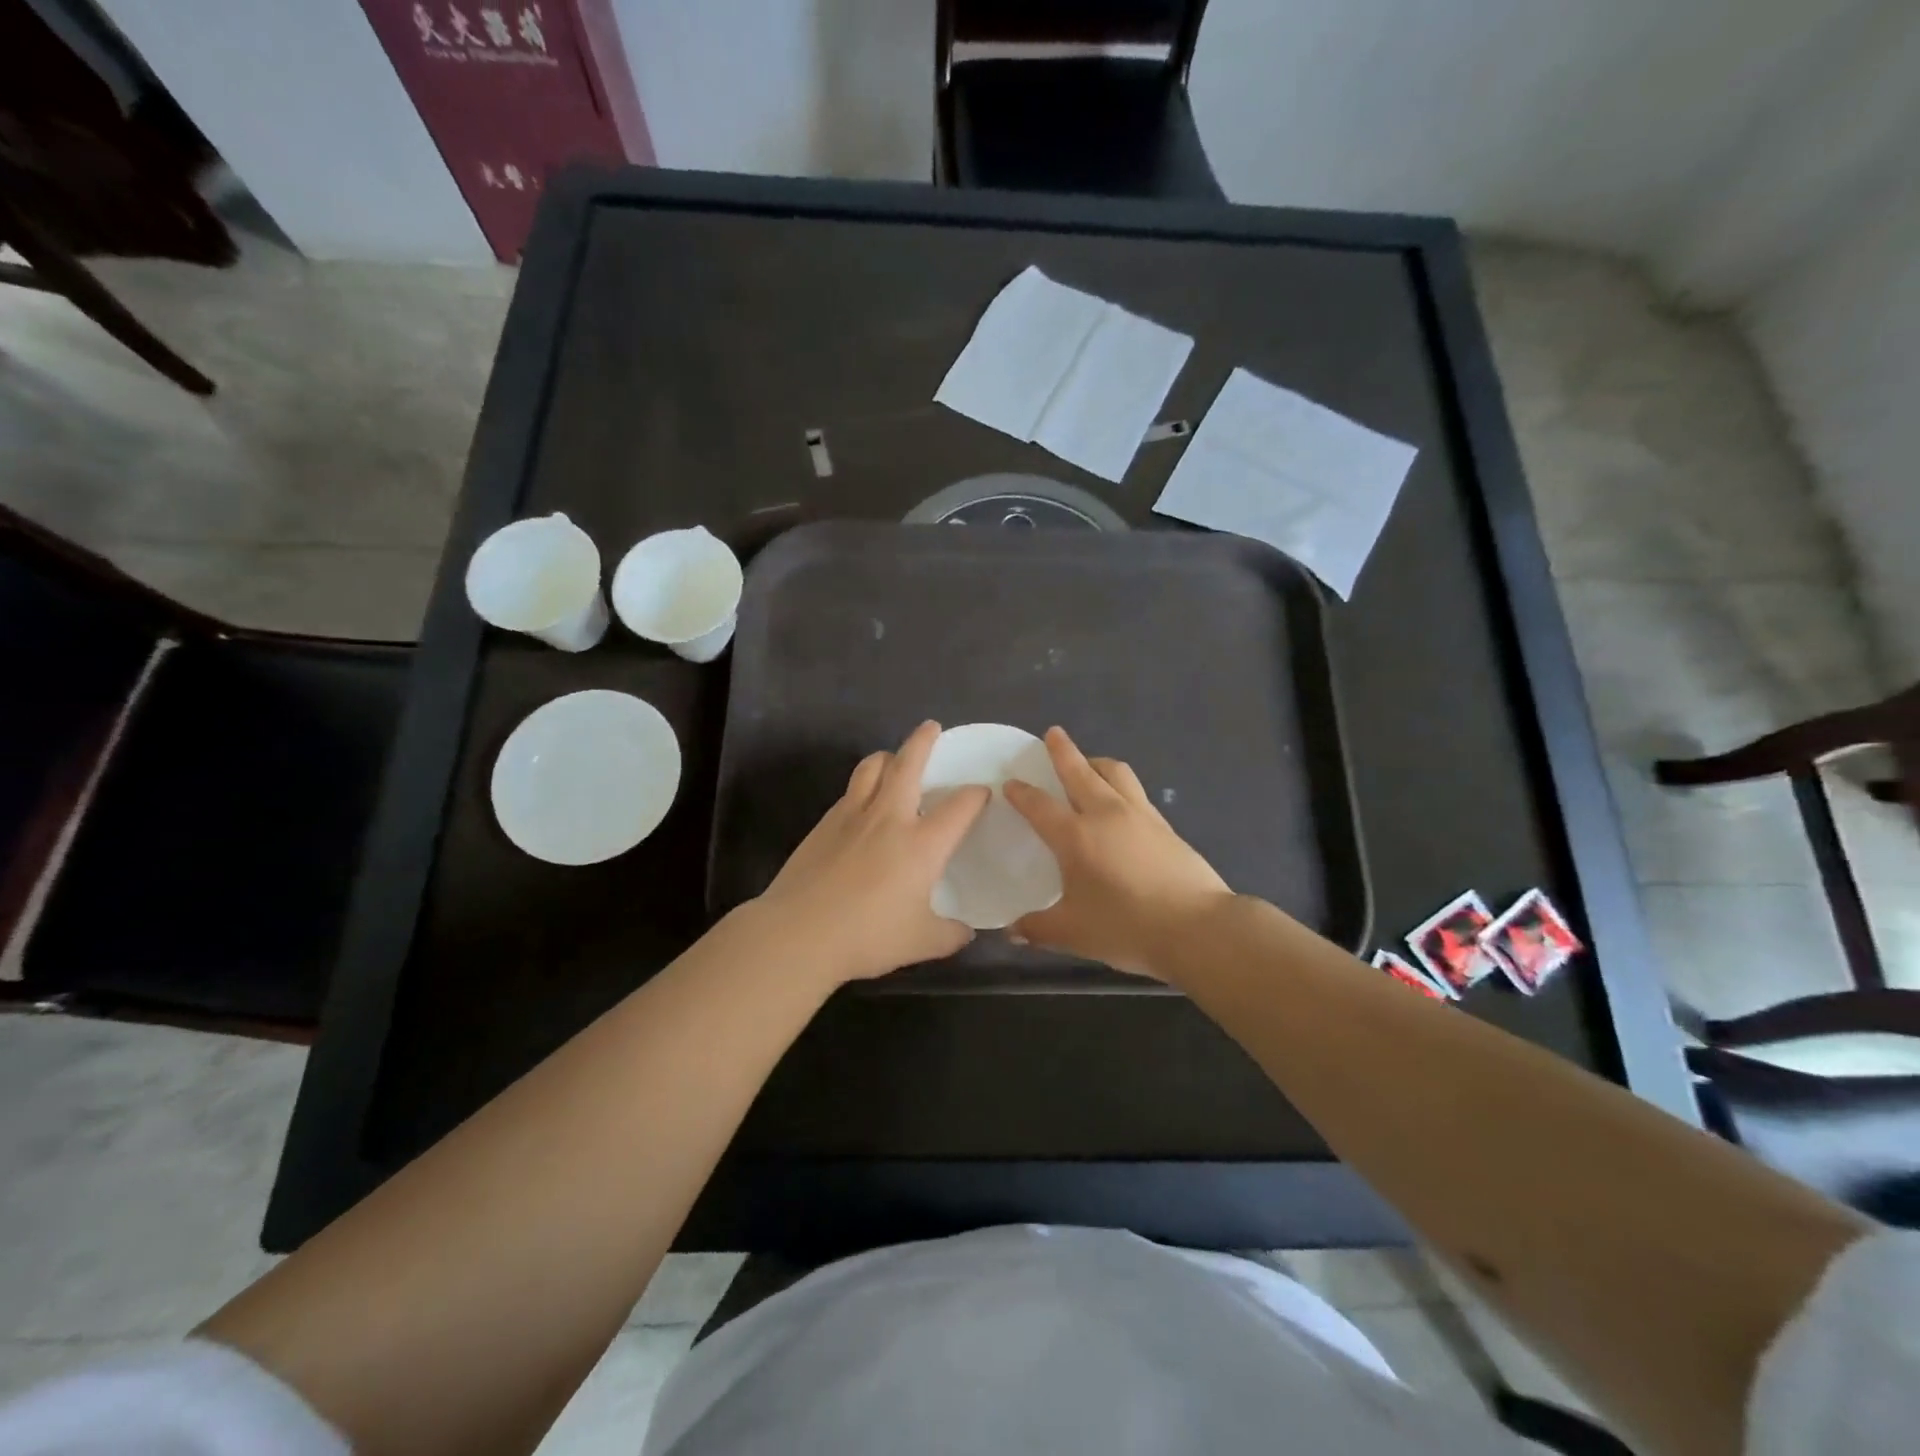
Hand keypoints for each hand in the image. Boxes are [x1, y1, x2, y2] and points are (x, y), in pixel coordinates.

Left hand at [754, 721, 989, 984]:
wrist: (798, 933)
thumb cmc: (867, 936)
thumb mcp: (921, 942)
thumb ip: (950, 934)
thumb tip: (966, 932)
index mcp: (922, 843)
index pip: (960, 806)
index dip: (976, 795)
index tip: (981, 793)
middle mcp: (889, 817)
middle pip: (908, 763)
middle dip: (923, 741)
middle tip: (931, 727)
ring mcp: (852, 815)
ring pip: (872, 767)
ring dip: (888, 756)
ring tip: (893, 759)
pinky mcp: (824, 823)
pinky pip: (850, 791)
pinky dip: (863, 785)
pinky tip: (863, 804)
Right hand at [1003, 727, 1232, 980]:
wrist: (1198, 928)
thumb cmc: (1127, 928)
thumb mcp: (1073, 934)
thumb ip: (1038, 929)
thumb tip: (1011, 931)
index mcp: (1076, 836)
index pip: (1040, 805)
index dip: (1022, 793)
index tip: (1010, 783)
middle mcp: (1106, 814)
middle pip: (1080, 771)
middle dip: (1063, 751)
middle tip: (1053, 734)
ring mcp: (1140, 815)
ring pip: (1115, 773)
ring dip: (1096, 762)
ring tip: (1088, 763)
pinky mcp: (1165, 826)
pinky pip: (1136, 792)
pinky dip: (1120, 785)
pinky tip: (1120, 802)